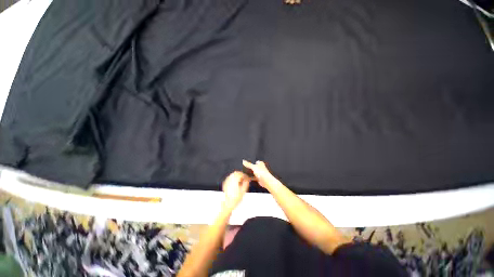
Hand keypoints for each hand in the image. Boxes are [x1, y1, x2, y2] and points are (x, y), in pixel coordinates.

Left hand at [222, 171, 249, 210]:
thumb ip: (246, 183)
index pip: (241, 174)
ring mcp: (227, 181)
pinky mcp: (225, 183)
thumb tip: (247, 179)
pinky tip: (236, 183)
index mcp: (235, 179)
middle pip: (236, 173)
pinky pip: (230, 178)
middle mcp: (230, 179)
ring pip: (232, 175)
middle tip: (245, 178)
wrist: (227, 203)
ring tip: (241, 181)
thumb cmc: (235, 198)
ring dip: (237, 176)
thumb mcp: (243, 191)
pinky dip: (233, 178)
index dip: (245, 175)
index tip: (248, 178)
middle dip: (241, 175)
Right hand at [242, 160, 279, 188]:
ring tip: (245, 173)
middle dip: (251, 167)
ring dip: (250, 173)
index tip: (249, 161)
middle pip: (255, 167)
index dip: (253, 161)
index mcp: (260, 164)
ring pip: (254, 172)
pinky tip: (247, 178)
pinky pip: (253, 178)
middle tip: (245, 167)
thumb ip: (248, 164)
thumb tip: (244, 161)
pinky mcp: (259, 179)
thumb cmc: (262, 173)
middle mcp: (260, 168)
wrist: (266, 181)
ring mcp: (260, 173)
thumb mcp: (254, 167)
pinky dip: (251, 178)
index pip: (256, 161)